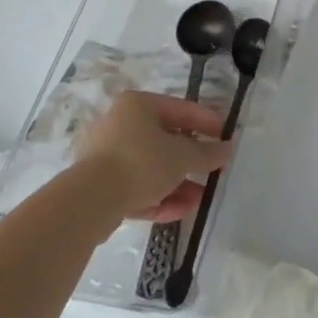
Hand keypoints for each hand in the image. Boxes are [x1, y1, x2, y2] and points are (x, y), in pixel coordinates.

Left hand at [74, 91, 234, 222]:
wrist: (88, 202)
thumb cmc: (141, 162)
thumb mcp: (182, 156)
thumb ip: (207, 153)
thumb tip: (228, 149)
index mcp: (138, 105)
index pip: (181, 109)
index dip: (207, 122)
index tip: (226, 135)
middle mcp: (119, 125)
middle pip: (165, 141)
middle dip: (191, 160)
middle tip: (212, 170)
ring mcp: (106, 157)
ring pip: (151, 168)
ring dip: (178, 183)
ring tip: (200, 199)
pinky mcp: (99, 188)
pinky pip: (135, 188)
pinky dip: (158, 197)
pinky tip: (180, 211)